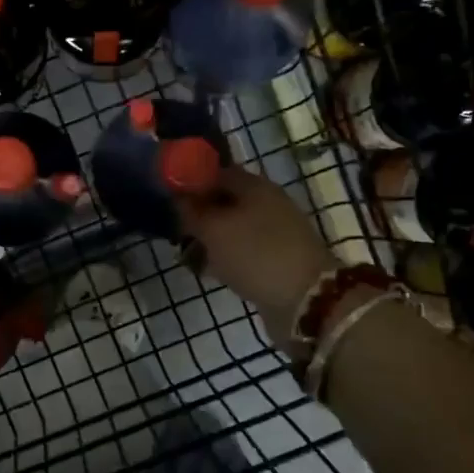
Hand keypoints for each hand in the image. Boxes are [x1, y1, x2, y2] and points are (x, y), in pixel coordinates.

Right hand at [177, 167, 332, 347]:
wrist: (307, 300)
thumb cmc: (254, 253)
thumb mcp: (213, 229)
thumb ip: (191, 211)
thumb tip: (177, 196)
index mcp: (254, 186)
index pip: (216, 172)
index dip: (190, 181)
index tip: (167, 195)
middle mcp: (267, 203)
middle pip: (225, 200)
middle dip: (199, 212)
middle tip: (173, 226)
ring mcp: (275, 232)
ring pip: (233, 227)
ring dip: (210, 237)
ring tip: (186, 251)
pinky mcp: (277, 259)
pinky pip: (243, 250)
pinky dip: (225, 256)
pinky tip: (208, 268)